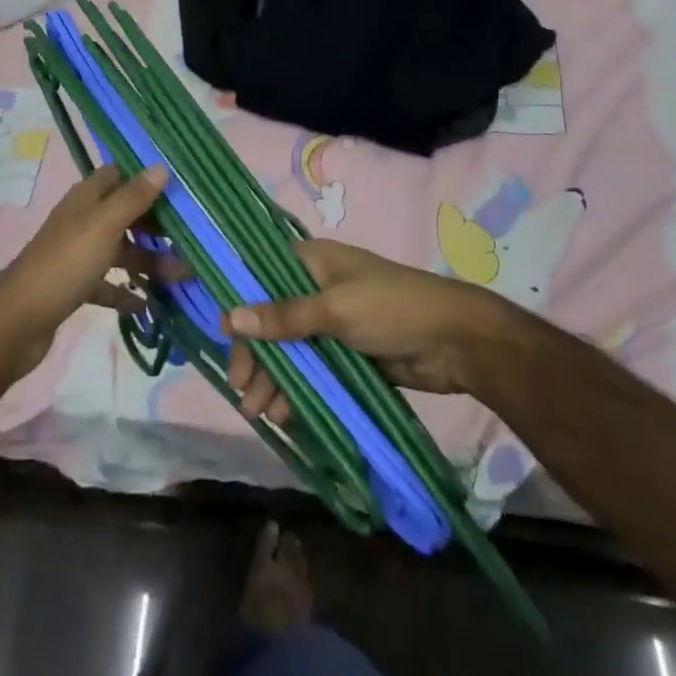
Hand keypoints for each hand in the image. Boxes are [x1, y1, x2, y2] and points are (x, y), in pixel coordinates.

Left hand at [0, 165, 175, 377]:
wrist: (19, 320)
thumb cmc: (65, 263)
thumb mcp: (104, 225)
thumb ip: (133, 198)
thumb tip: (161, 167)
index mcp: (86, 199)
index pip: (119, 175)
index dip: (146, 178)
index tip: (180, 187)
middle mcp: (82, 221)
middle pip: (124, 214)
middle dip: (155, 224)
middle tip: (190, 235)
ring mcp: (78, 254)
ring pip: (120, 250)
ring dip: (148, 260)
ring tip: (182, 274)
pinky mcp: (75, 285)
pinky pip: (108, 283)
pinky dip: (126, 291)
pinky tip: (148, 303)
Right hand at [223, 240, 508, 421]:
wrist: (456, 342)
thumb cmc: (392, 307)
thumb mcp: (335, 309)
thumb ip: (284, 317)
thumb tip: (231, 318)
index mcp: (312, 261)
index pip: (260, 274)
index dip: (237, 300)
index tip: (218, 333)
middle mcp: (316, 287)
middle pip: (271, 317)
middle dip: (255, 353)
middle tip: (242, 388)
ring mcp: (331, 322)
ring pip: (289, 348)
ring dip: (273, 377)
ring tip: (260, 412)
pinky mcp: (346, 353)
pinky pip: (311, 370)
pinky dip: (296, 389)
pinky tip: (285, 414)